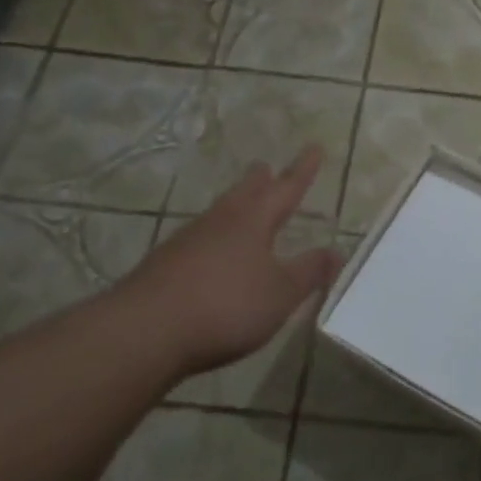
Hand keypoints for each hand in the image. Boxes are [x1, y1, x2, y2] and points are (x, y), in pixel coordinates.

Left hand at [112, 148, 341, 376]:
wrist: (143, 333)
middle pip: (245, 192)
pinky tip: (213, 253)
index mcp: (253, 221)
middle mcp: (220, 221)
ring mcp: (187, 241)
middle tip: (266, 167)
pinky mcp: (164, 266)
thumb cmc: (225, 306)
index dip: (303, 170)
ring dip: (235, 206)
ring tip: (243, 206)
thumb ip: (309, 271)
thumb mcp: (281, 293)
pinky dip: (214, 237)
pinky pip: (199, 240)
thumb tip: (337, 251)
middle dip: (260, 180)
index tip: (314, 147)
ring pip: (220, 213)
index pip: (286, 188)